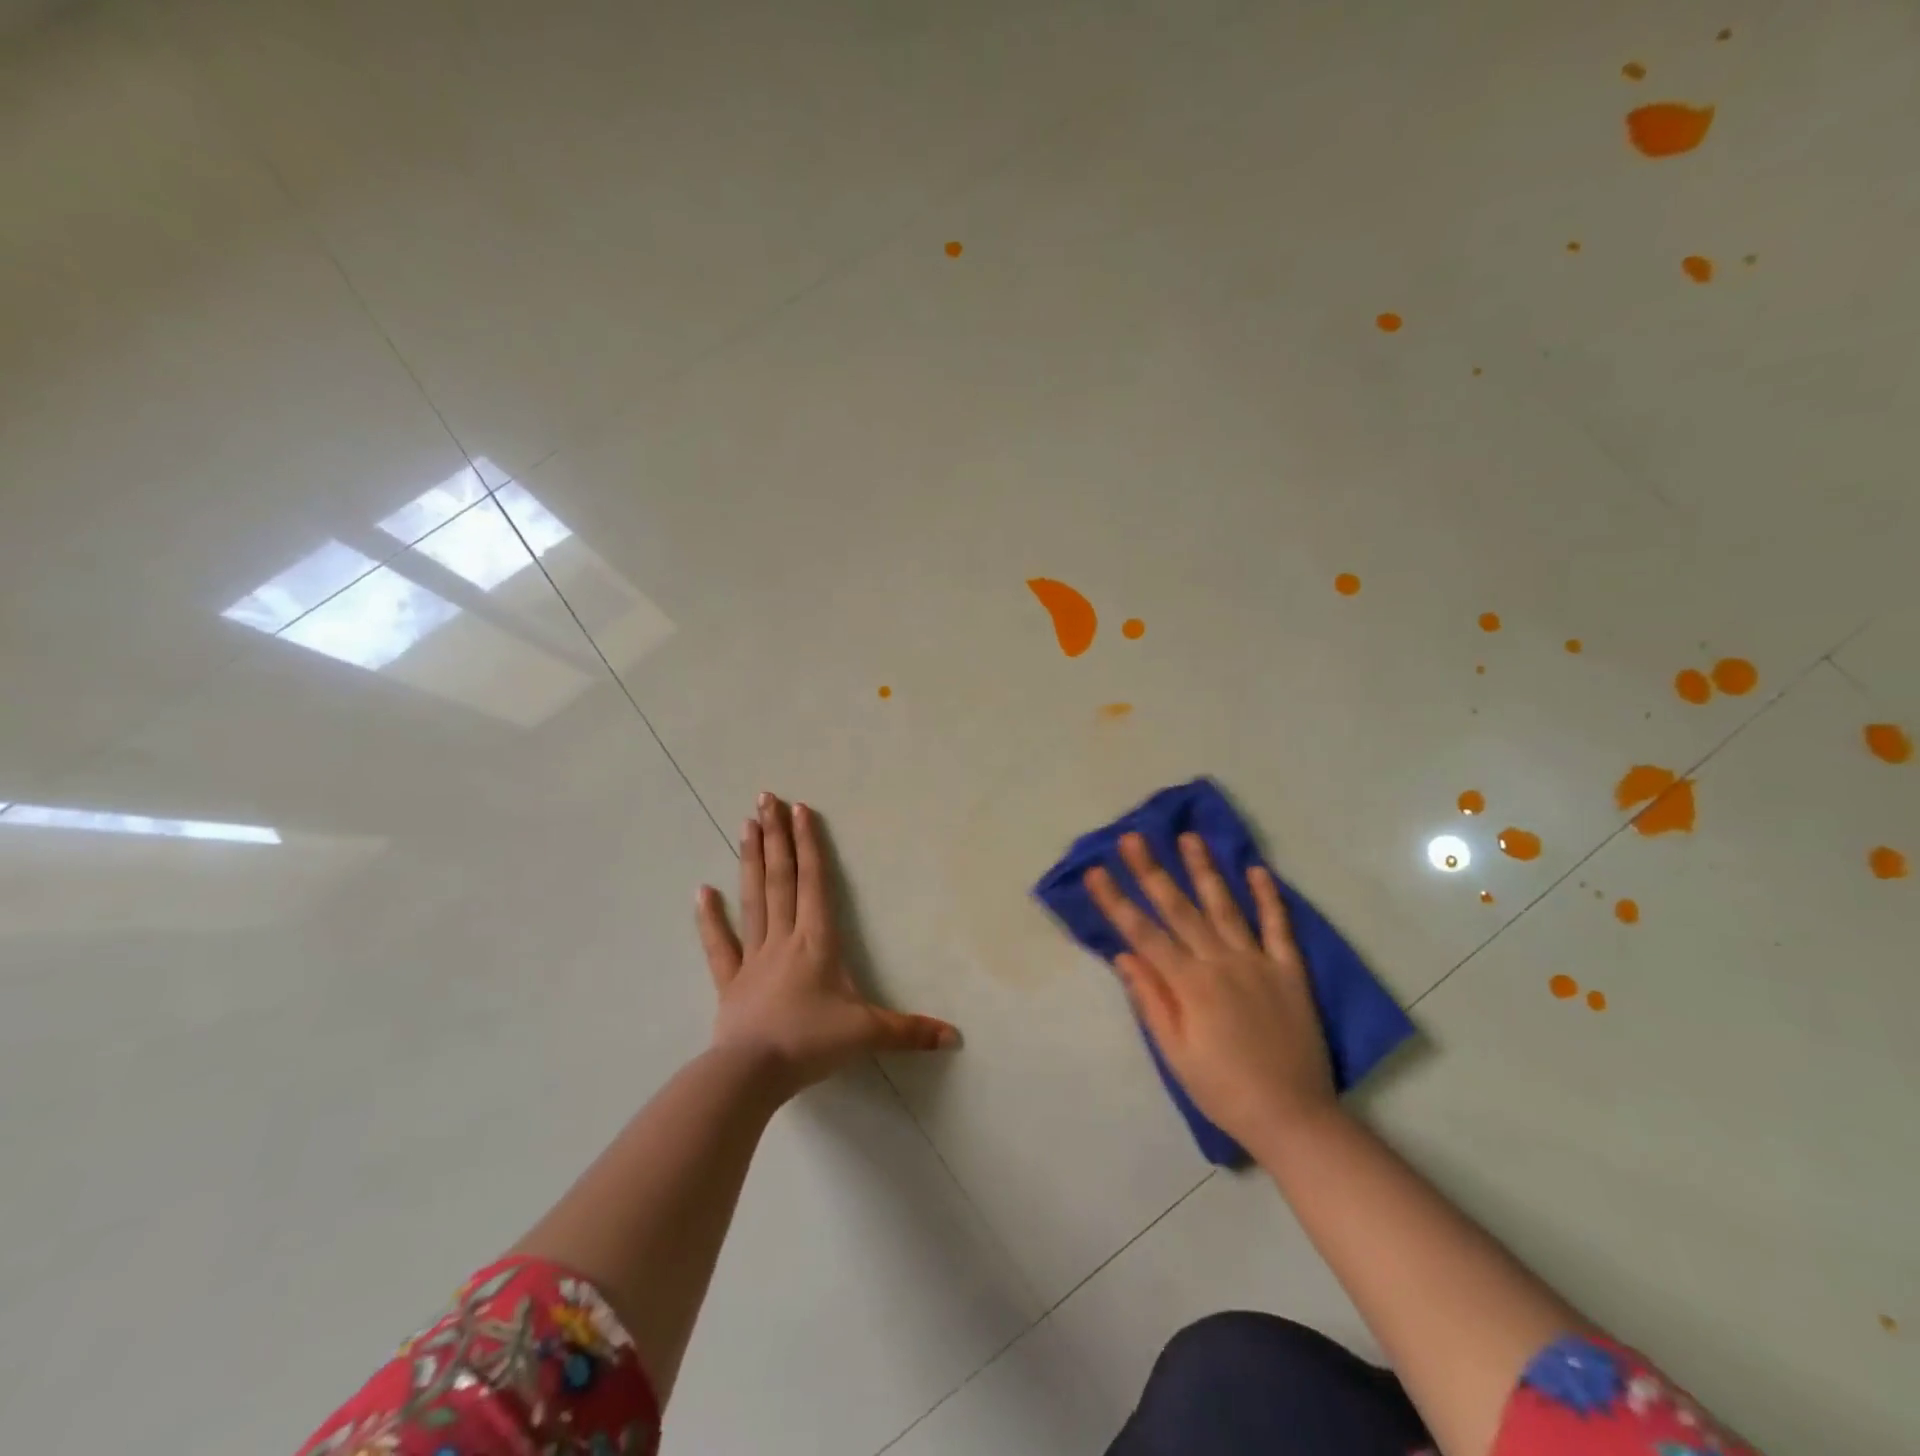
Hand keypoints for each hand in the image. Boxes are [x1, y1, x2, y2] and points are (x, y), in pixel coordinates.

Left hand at [697, 793, 958, 1098]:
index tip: (799, 809)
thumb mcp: (867, 1034)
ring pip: (753, 899)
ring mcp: (753, 957)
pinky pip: (719, 944)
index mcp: (817, 941)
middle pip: (780, 878)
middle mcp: (784, 938)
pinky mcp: (730, 982)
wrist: (752, 1073)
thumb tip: (954, 1036)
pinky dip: (709, 918)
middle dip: (776, 837)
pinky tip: (701, 890)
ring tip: (745, 824)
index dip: (809, 844)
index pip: (814, 882)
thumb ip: (909, 1031)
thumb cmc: (811, 1043)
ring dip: (750, 860)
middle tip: (765, 798)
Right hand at [1084, 832, 1336, 1150]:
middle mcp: (1221, 963)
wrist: (1293, 1117)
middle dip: (1153, 871)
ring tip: (1189, 837)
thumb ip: (1151, 999)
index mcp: (1190, 984)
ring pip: (1226, 906)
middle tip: (1134, 837)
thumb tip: (1124, 954)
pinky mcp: (1290, 971)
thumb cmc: (1223, 1089)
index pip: (1143, 933)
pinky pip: (1279, 927)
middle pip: (1180, 909)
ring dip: (1205, 870)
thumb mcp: (1175, 1053)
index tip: (1095, 871)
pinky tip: (1256, 870)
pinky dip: (1268, 897)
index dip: (1116, 901)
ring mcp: (1258, 963)